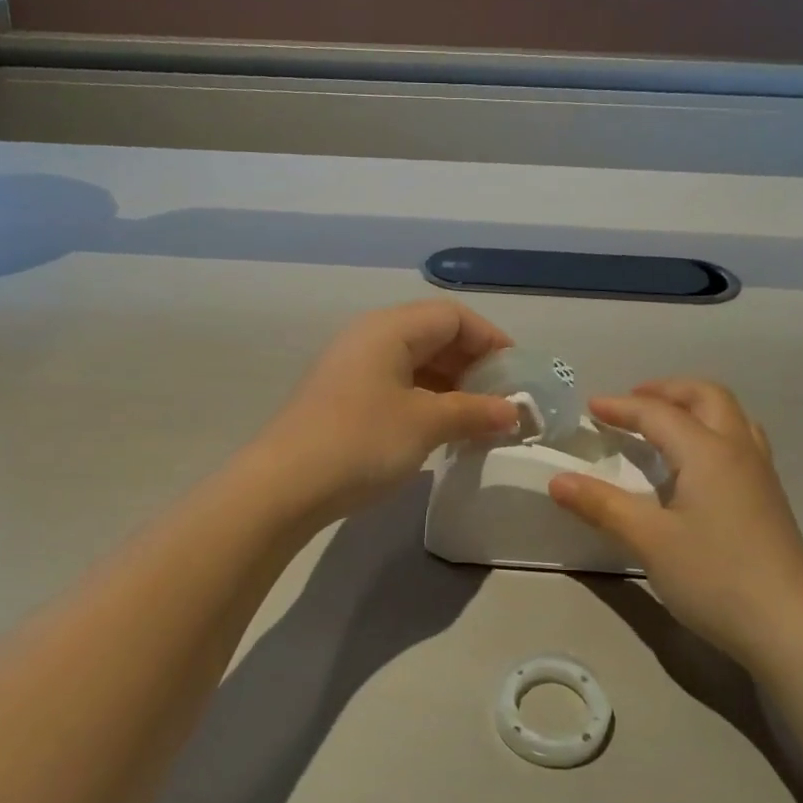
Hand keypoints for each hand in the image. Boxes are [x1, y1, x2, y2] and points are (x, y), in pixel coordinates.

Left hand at [253, 301, 519, 521]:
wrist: (285, 485)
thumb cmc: (362, 442)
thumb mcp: (426, 424)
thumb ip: (475, 411)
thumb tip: (513, 413)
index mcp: (390, 329)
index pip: (453, 316)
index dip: (491, 340)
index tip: (517, 376)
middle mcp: (370, 338)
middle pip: (434, 336)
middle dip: (474, 366)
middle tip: (502, 402)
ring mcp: (353, 369)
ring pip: (416, 364)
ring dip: (451, 387)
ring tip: (478, 421)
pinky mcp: (344, 398)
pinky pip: (397, 387)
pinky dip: (426, 402)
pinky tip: (442, 431)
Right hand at [549, 380, 802, 663]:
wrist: (788, 625)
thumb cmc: (714, 577)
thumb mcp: (649, 541)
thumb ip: (602, 506)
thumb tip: (556, 480)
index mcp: (708, 452)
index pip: (659, 414)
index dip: (622, 407)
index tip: (589, 407)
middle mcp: (738, 450)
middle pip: (707, 397)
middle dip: (667, 390)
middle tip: (633, 402)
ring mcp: (760, 474)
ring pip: (731, 416)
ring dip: (695, 407)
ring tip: (665, 424)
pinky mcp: (768, 498)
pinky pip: (740, 441)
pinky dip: (712, 431)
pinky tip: (697, 464)